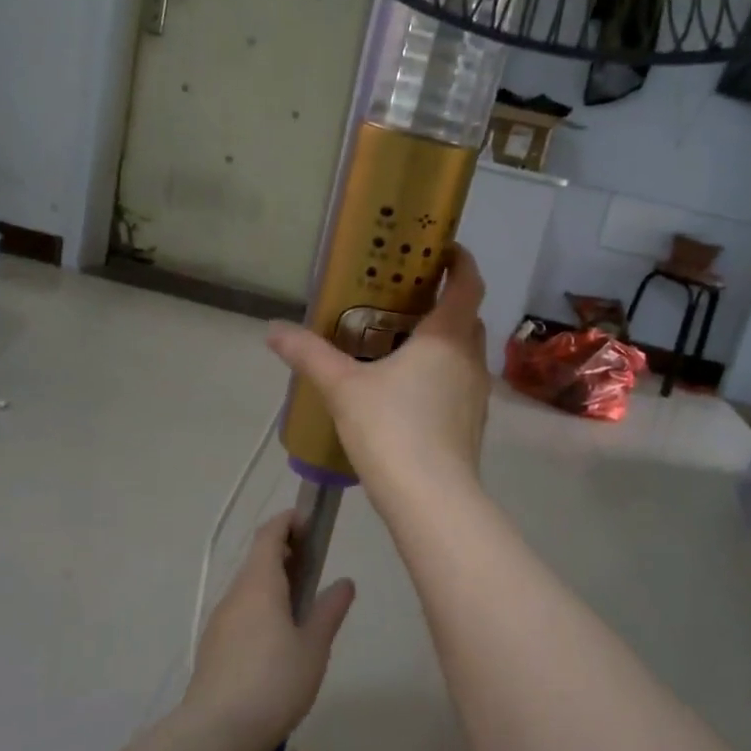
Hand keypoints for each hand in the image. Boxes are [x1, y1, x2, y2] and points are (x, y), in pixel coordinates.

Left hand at [182, 512, 354, 750]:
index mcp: (260, 584)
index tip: (310, 523)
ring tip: (302, 603)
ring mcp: (220, 620)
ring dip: (273, 582)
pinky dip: (261, 606)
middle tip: (314, 564)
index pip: (270, 535)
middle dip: (285, 553)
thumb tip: (344, 582)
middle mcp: (235, 594)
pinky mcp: (213, 646)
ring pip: (249, 587)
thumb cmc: (273, 682)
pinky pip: (241, 611)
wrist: (215, 733)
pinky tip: (278, 638)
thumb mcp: (313, 647)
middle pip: (258, 559)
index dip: (288, 522)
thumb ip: (329, 610)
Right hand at [266, 245, 490, 494]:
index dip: (461, 261)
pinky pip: (461, 383)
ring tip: (403, 342)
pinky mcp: (473, 424)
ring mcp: (477, 394)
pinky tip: (410, 391)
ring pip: (465, 352)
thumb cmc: (392, 429)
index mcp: (447, 337)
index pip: (469, 283)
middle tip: (408, 298)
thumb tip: (273, 330)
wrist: (432, 499)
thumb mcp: (343, 388)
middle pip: (468, 316)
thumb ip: (309, 355)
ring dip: (444, 339)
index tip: (442, 251)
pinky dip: (443, 372)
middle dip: (445, 302)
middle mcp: (470, 359)